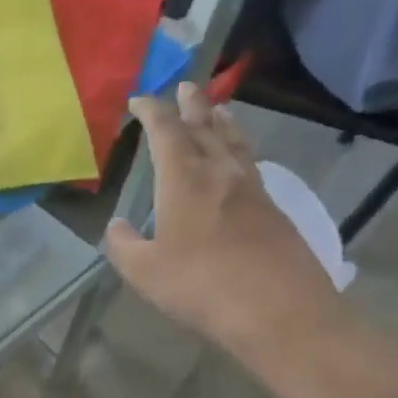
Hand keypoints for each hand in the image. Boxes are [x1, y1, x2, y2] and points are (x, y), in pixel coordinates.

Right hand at [106, 84, 351, 365]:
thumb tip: (119, 227)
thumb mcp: (144, 271)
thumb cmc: (200, 286)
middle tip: (185, 86)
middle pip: (205, 127)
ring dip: (222, 122)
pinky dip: (240, 150)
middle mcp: (220, 173)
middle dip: (192, 105)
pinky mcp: (275, 210)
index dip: (152, 111)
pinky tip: (240, 161)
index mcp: (183, 181)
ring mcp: (253, 190)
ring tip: (218, 109)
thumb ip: (124, 245)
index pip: (165, 132)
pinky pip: (252, 165)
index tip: (140, 99)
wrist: (278, 311)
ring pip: (235, 142)